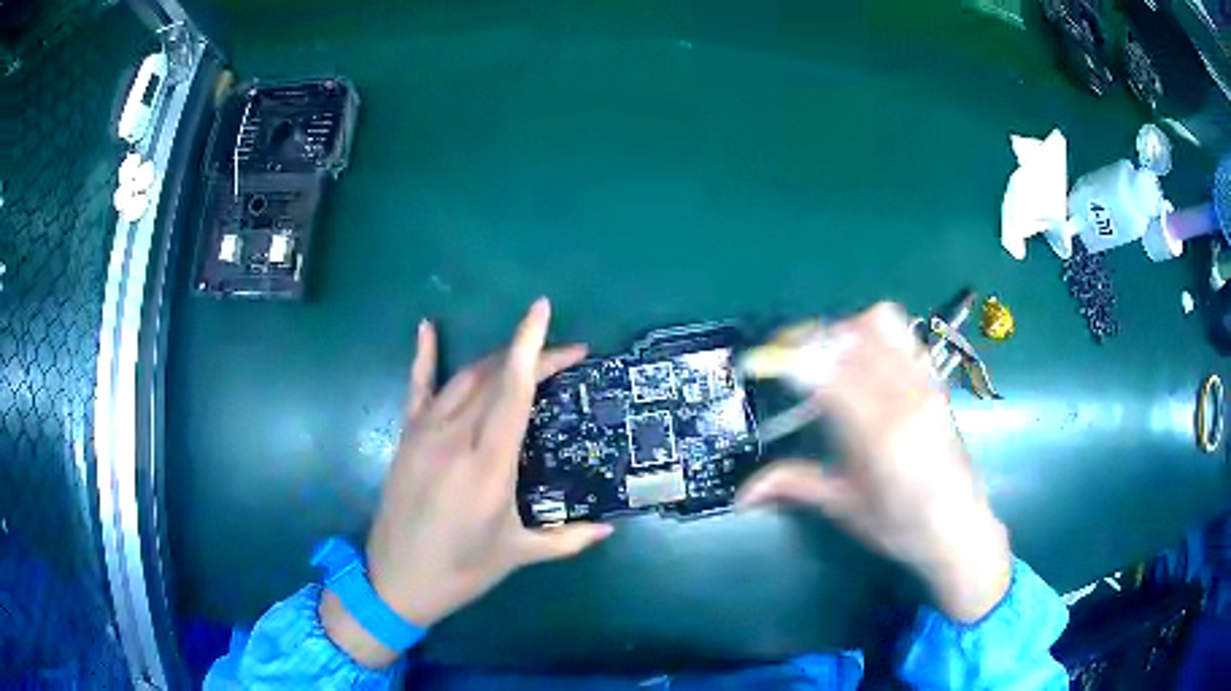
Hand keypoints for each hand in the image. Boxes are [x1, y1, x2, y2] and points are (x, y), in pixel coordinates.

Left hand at [321, 299, 612, 667]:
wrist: (396, 580)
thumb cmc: (462, 570)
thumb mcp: (519, 554)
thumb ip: (568, 538)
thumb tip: (609, 527)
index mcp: (488, 466)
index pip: (512, 391)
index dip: (531, 348)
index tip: (544, 313)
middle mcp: (455, 438)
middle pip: (494, 377)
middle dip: (531, 356)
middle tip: (567, 355)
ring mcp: (425, 433)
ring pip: (464, 377)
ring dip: (497, 359)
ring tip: (526, 356)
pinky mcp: (407, 437)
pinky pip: (417, 387)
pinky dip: (423, 354)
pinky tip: (427, 326)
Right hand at [737, 303, 1011, 622]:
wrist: (960, 529)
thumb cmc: (901, 527)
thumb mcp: (846, 509)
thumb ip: (796, 486)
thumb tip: (741, 494)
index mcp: (878, 436)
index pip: (827, 374)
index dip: (789, 360)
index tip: (760, 362)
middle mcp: (904, 398)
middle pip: (850, 337)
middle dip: (811, 340)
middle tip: (788, 362)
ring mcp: (924, 384)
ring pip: (879, 323)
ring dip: (844, 331)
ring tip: (828, 358)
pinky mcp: (935, 380)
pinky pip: (902, 334)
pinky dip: (873, 333)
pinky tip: (862, 359)